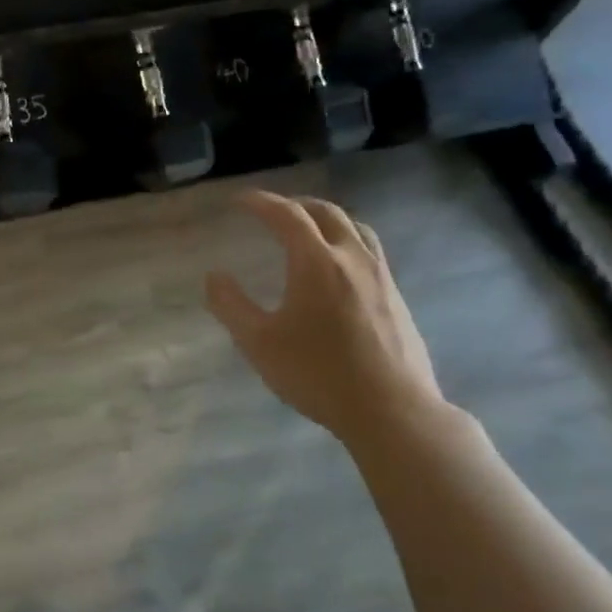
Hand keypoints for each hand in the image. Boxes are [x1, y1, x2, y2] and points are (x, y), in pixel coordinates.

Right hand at [206, 191, 444, 450]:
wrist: (392, 411)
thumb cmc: (318, 374)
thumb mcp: (259, 343)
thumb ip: (231, 306)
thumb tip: (214, 276)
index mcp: (316, 262)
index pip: (286, 215)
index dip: (260, 202)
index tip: (239, 200)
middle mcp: (352, 258)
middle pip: (326, 213)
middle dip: (295, 204)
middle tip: (272, 210)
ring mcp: (381, 277)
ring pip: (355, 228)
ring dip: (327, 219)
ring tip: (309, 229)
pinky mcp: (397, 298)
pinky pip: (370, 251)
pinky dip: (347, 242)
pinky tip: (339, 270)